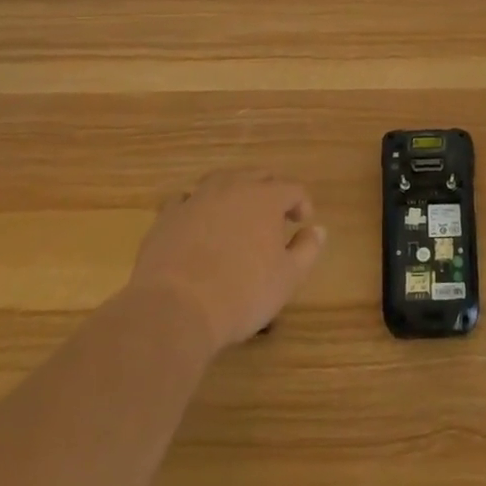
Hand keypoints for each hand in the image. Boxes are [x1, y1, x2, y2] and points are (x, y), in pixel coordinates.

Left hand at [124, 169, 325, 353]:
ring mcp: (197, 198)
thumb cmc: (242, 294)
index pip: (293, 189)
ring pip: (221, 180)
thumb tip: (318, 229)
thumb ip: (307, 249)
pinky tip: (198, 224)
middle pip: (257, 176)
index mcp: (266, 198)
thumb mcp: (287, 278)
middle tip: (274, 216)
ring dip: (234, 192)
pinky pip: (187, 200)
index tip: (303, 222)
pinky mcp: (168, 216)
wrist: (174, 310)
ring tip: (237, 213)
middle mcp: (233, 187)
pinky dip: (198, 206)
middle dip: (270, 191)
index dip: (302, 203)